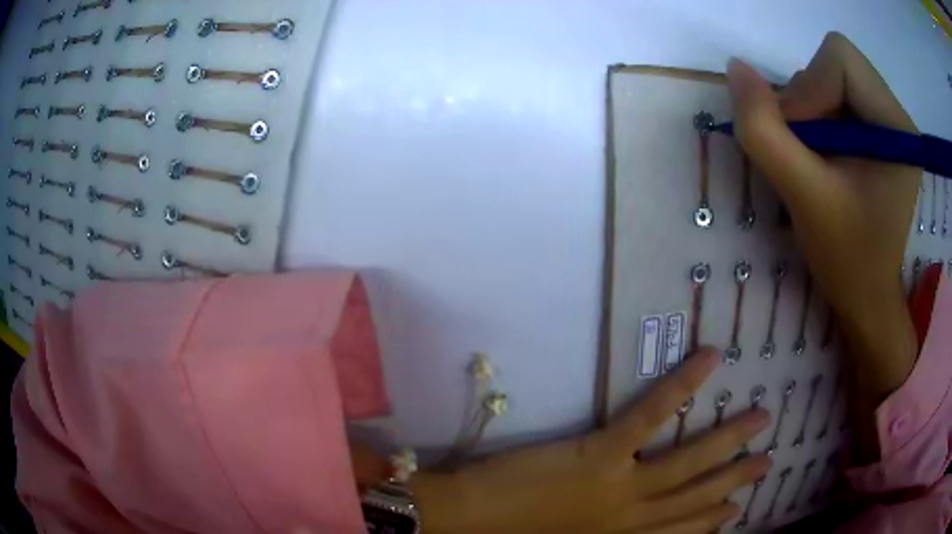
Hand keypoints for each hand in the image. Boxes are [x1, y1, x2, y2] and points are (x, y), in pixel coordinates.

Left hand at [411, 349, 770, 532]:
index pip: (679, 533)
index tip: (738, 511)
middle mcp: (632, 520)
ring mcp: (621, 486)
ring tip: (762, 418)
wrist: (469, 522)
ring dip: (730, 439)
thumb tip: (635, 525)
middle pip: (696, 498)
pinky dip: (683, 387)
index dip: (711, 522)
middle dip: (735, 480)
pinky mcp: (600, 453)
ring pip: (689, 462)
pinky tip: (710, 360)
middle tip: (768, 461)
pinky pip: (651, 416)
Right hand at [726, 32, 917, 460]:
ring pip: (832, 76)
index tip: (804, 139)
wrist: (870, 299)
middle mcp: (896, 114)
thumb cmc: (848, 264)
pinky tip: (819, 154)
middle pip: (835, 61)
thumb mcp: (804, 200)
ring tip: (811, 160)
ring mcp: (888, 120)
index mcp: (896, 128)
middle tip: (803, 149)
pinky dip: (817, 116)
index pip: (841, 59)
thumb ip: (765, 131)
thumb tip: (733, 71)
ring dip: (809, 109)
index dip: (811, 88)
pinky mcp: (878, 129)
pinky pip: (836, 95)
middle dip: (808, 96)